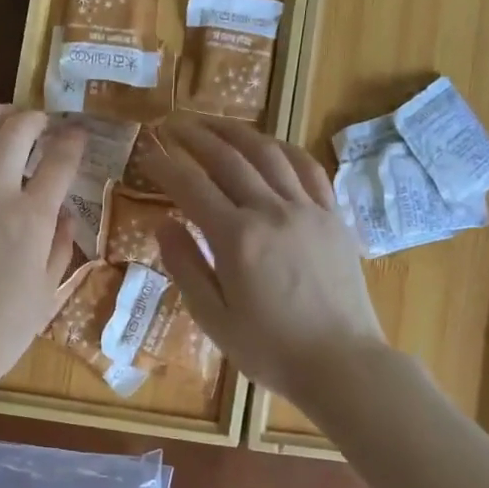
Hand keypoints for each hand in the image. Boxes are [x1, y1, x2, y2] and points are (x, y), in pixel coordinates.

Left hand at [0, 104, 84, 406]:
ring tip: (2, 115)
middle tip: (41, 123)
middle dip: (35, 118)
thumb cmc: (0, 331)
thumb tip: (64, 214)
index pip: (61, 161)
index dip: (74, 141)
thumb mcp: (47, 293)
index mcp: (31, 217)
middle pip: (17, 131)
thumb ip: (60, 246)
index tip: (77, 134)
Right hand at [142, 116, 388, 409]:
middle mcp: (272, 211)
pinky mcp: (333, 216)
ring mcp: (308, 209)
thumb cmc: (270, 349)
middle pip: (228, 159)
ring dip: (237, 132)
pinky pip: (308, 168)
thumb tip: (162, 223)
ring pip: (269, 153)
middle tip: (172, 125)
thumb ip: (185, 266)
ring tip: (213, 123)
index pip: (191, 187)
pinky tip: (270, 144)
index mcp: (237, 238)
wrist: (342, 364)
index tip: (146, 153)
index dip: (165, 166)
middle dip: (196, 137)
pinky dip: (284, 149)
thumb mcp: (213, 318)